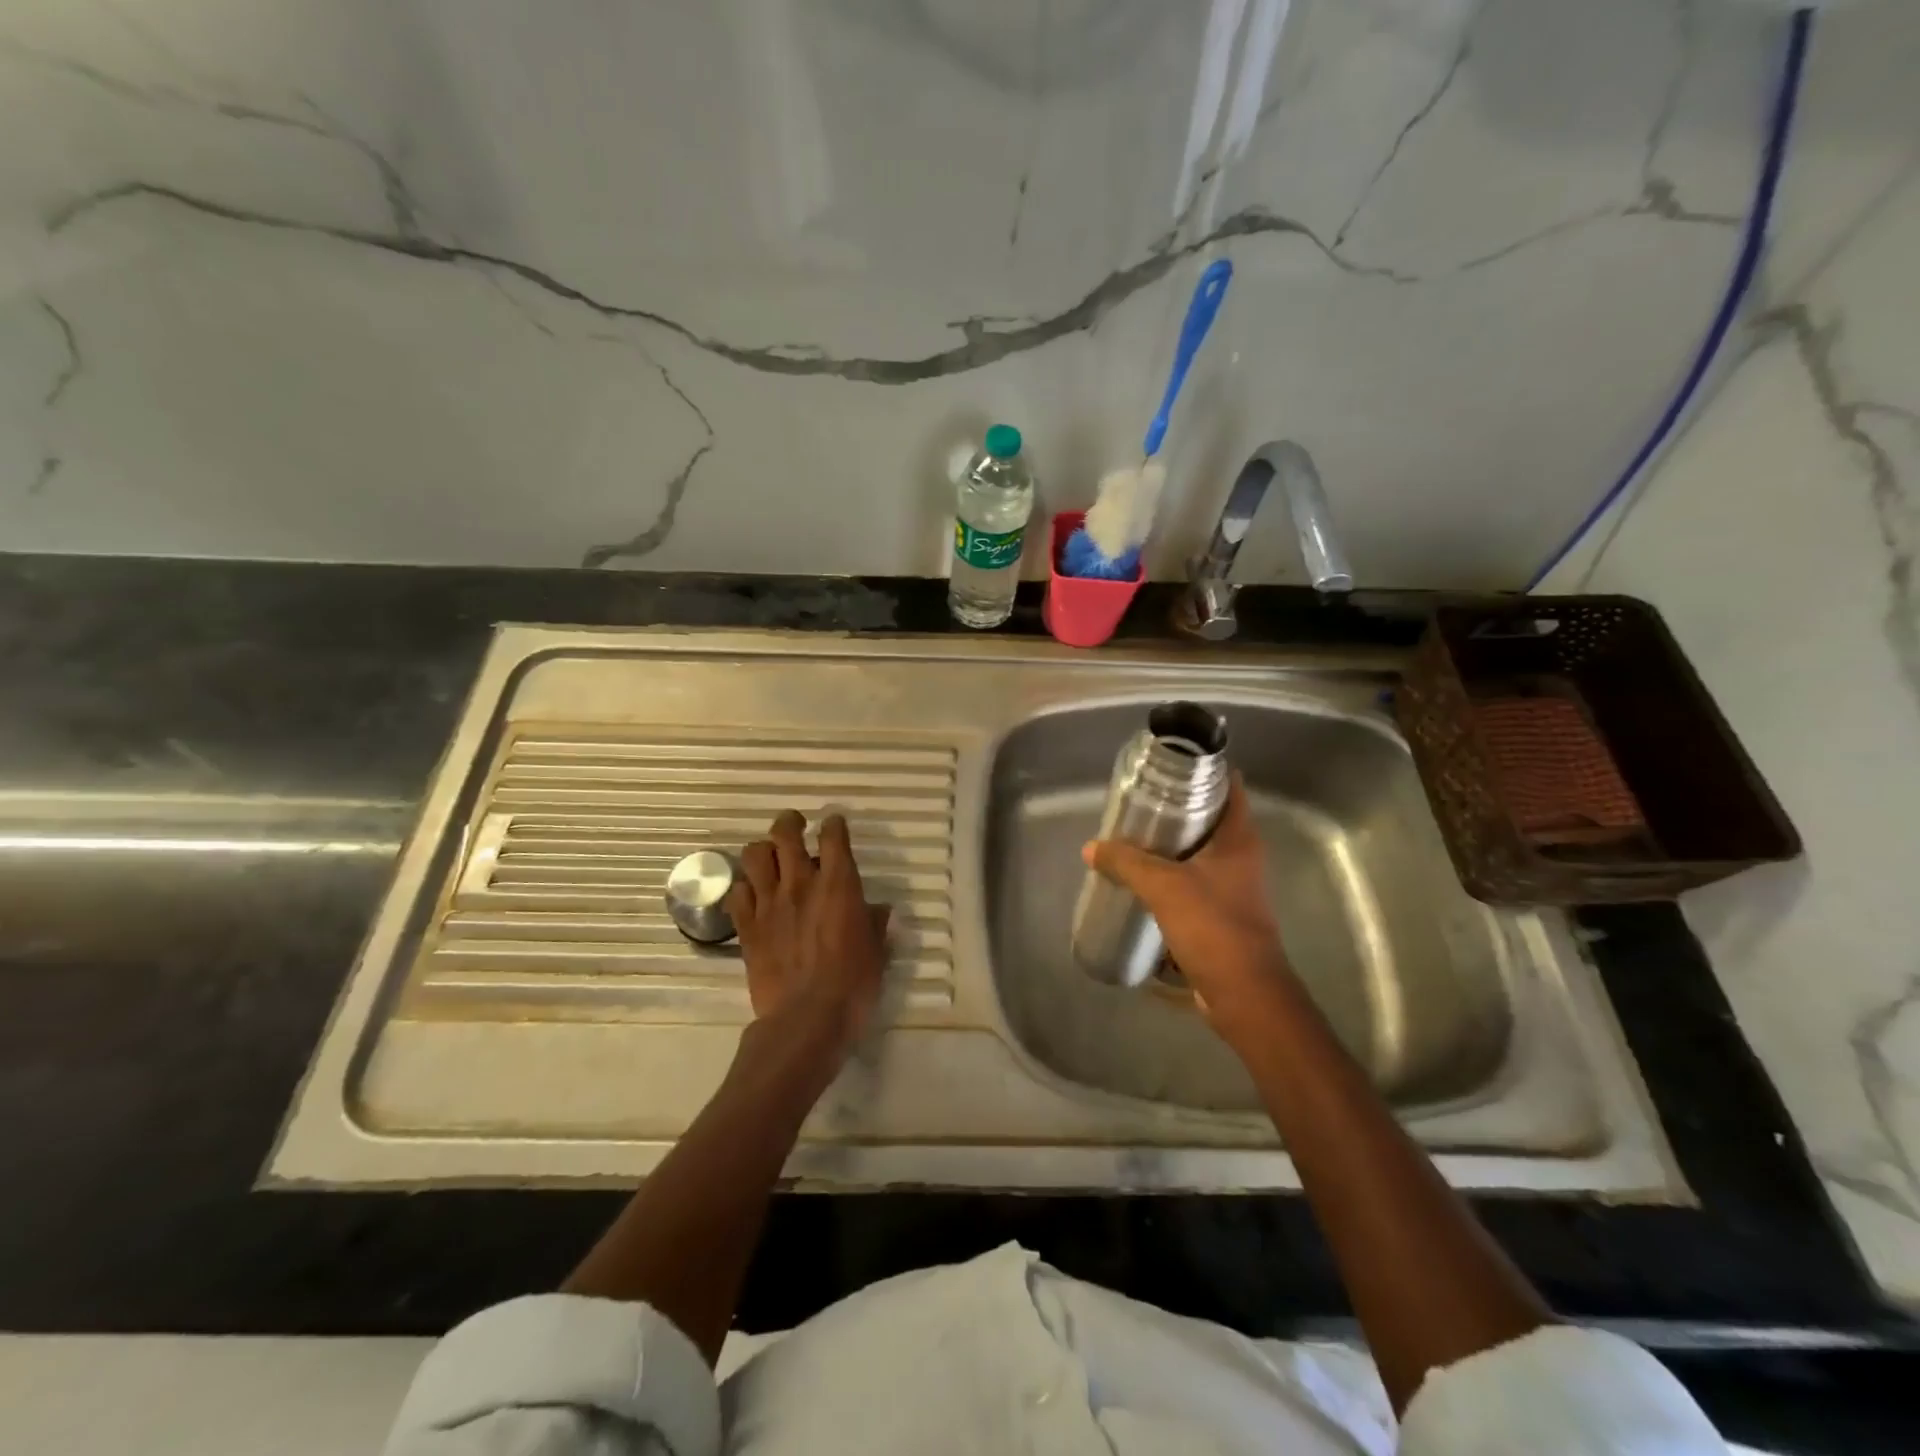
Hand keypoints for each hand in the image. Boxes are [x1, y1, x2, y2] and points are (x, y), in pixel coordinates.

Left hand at [729, 810, 891, 1060]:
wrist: (807, 1018)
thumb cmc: (853, 983)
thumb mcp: (877, 951)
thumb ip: (876, 924)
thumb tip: (878, 911)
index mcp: (839, 884)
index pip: (833, 835)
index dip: (833, 824)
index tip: (834, 824)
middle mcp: (801, 883)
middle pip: (785, 833)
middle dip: (790, 822)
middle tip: (795, 826)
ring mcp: (769, 902)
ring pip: (754, 855)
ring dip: (763, 851)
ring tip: (770, 860)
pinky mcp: (747, 926)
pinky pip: (736, 892)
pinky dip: (743, 888)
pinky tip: (752, 897)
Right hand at [1082, 775, 1292, 1041]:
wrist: (1244, 993)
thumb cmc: (1213, 926)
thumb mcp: (1163, 887)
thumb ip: (1126, 863)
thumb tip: (1092, 848)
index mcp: (1239, 839)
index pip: (1229, 787)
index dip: (1204, 770)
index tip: (1170, 765)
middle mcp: (1242, 857)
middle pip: (1210, 818)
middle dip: (1177, 808)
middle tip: (1140, 801)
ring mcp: (1234, 886)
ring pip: (1200, 852)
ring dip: (1172, 845)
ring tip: (1134, 837)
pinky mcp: (1222, 913)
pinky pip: (1193, 882)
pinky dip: (1171, 876)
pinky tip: (1142, 880)